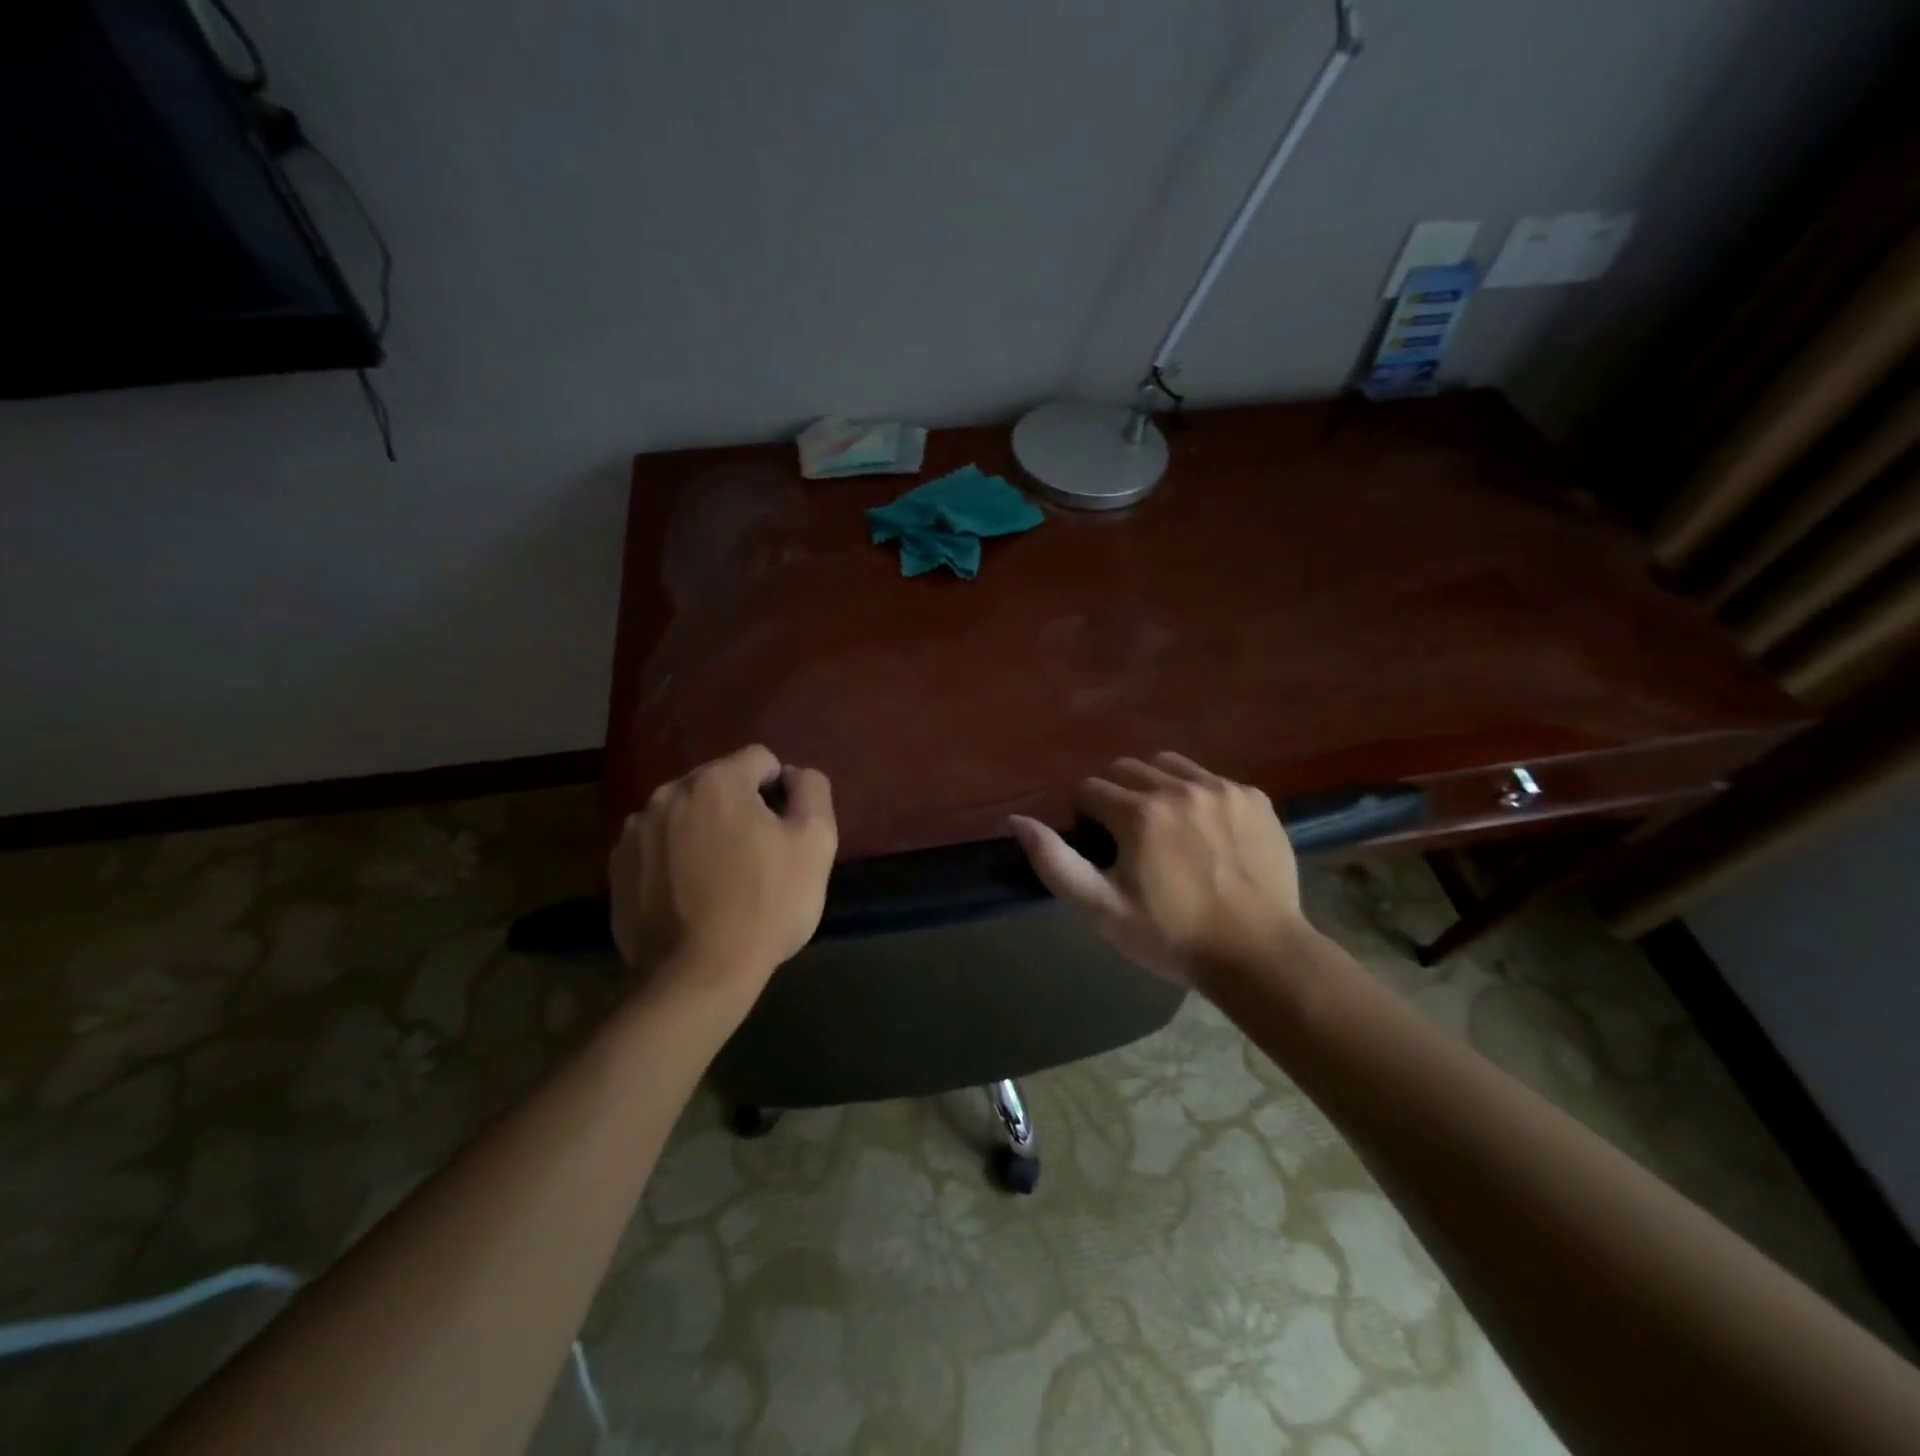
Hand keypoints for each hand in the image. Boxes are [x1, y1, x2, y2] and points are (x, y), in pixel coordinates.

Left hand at [609, 745, 836, 1007]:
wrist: (696, 976)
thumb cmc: (765, 905)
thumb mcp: (816, 843)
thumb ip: (811, 790)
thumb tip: (793, 776)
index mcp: (717, 781)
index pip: (761, 760)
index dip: (781, 791)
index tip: (784, 832)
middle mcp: (668, 794)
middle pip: (719, 784)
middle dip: (741, 808)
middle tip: (756, 857)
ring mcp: (636, 831)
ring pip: (686, 814)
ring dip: (705, 831)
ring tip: (720, 879)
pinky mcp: (618, 868)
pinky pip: (659, 846)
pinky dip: (676, 859)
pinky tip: (690, 896)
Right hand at [1009, 753, 1310, 992]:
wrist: (1259, 954)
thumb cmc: (1172, 937)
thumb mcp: (1102, 909)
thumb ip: (1054, 862)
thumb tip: (1017, 820)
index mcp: (1139, 814)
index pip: (1090, 789)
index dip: (1087, 818)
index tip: (1102, 848)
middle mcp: (1179, 788)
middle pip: (1126, 769)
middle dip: (1117, 797)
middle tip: (1130, 839)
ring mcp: (1222, 789)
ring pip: (1168, 765)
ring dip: (1156, 787)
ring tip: (1167, 828)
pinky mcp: (1254, 797)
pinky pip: (1211, 779)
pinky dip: (1198, 796)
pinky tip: (1207, 834)